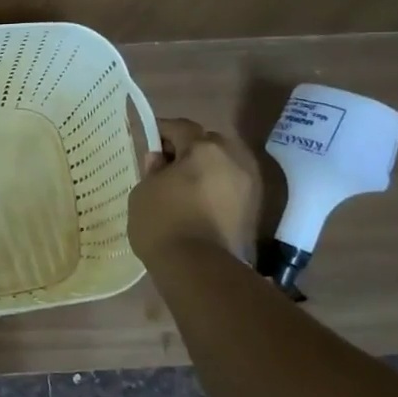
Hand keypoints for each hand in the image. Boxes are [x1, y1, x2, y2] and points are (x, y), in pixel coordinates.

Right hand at [127, 117, 259, 267]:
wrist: (200, 269)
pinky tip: (198, 206)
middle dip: (189, 150)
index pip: (180, 127)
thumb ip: (152, 170)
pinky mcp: (254, 211)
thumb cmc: (163, 222)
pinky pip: (230, 189)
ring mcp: (249, 185)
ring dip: (206, 171)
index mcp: (204, 148)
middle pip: (208, 143)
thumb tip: (160, 160)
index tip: (148, 142)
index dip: (162, 131)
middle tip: (167, 166)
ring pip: (223, 166)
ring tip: (184, 188)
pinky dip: (216, 191)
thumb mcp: (143, 191)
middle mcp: (233, 159)